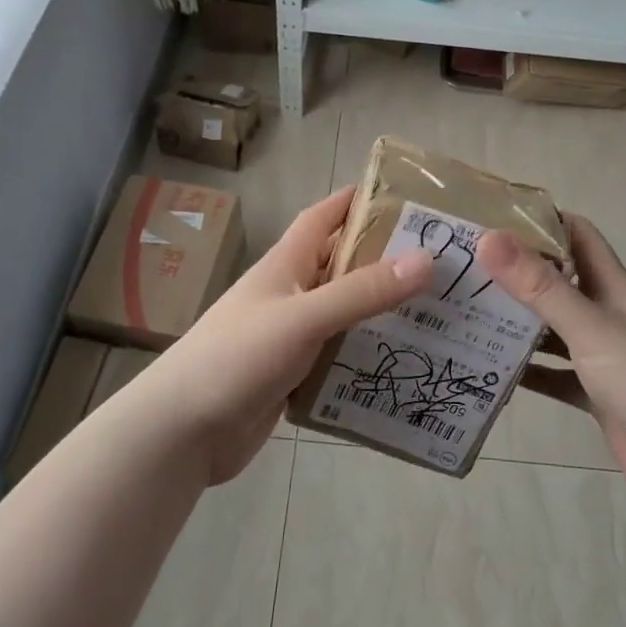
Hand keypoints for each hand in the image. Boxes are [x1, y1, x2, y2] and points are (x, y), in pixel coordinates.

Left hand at [133, 188, 431, 485]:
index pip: (323, 217)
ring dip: (381, 312)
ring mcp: (290, 337)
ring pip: (344, 315)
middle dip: (384, 260)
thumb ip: (362, 292)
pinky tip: (403, 363)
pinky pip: (338, 356)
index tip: (404, 196)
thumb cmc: (237, 357)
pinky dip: (366, 355)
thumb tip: (427, 259)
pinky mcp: (293, 375)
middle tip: (442, 263)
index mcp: (285, 265)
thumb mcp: (303, 317)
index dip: (356, 201)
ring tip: (437, 314)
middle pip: (341, 266)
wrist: (183, 430)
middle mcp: (290, 294)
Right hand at [475, 217, 625, 510]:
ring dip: (517, 323)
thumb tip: (488, 238)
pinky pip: (553, 375)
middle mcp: (607, 316)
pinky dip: (527, 371)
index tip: (491, 218)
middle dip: (516, 274)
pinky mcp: (595, 396)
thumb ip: (540, 287)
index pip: (577, 236)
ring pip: (552, 330)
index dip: (541, 221)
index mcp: (614, 288)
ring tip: (466, 315)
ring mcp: (602, 358)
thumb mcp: (591, 327)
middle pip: (558, 282)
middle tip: (462, 269)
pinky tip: (491, 370)